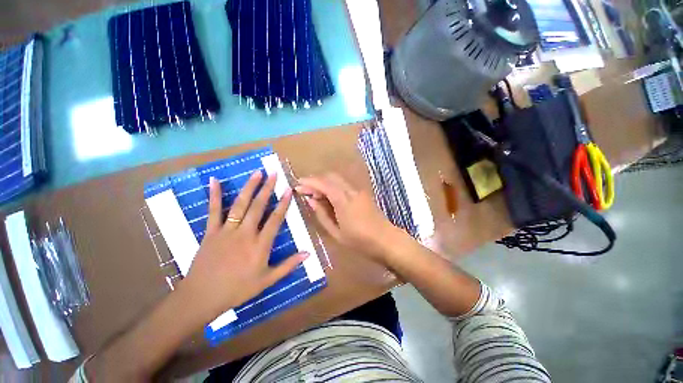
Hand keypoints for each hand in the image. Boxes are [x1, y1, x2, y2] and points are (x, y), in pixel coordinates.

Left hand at [181, 171, 307, 320]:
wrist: (202, 297)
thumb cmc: (237, 289)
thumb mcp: (267, 280)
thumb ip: (288, 265)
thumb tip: (308, 253)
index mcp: (260, 245)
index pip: (275, 219)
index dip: (283, 203)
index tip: (288, 190)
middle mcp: (245, 233)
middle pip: (258, 207)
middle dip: (267, 189)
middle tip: (273, 173)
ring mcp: (227, 231)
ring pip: (240, 205)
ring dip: (249, 187)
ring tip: (257, 173)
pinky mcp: (211, 232)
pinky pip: (213, 211)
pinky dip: (214, 195)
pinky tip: (214, 180)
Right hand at [296, 173, 402, 261]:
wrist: (386, 240)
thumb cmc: (360, 241)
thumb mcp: (336, 232)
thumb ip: (322, 215)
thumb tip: (311, 200)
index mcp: (343, 200)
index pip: (323, 184)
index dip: (309, 182)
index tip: (297, 185)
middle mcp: (351, 191)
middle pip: (330, 177)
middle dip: (316, 180)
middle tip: (304, 190)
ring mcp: (358, 191)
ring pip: (337, 179)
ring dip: (324, 182)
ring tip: (314, 194)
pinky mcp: (362, 193)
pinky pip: (344, 185)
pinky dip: (333, 186)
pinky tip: (328, 197)